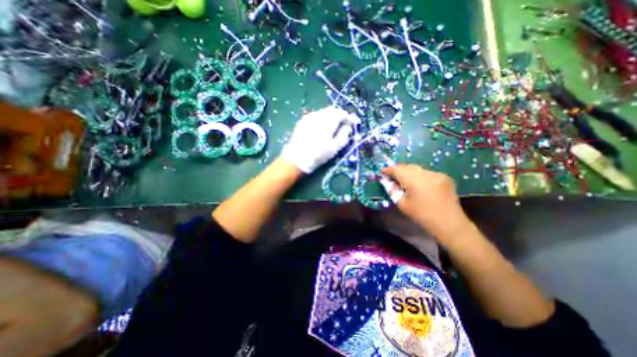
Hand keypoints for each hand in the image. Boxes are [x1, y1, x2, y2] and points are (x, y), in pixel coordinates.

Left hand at [282, 107, 359, 172]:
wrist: (296, 159)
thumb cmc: (318, 155)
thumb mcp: (335, 148)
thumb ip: (344, 135)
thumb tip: (347, 127)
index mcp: (328, 121)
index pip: (342, 113)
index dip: (349, 118)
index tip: (352, 124)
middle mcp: (318, 115)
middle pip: (332, 110)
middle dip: (339, 116)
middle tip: (343, 126)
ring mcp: (309, 117)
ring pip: (323, 112)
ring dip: (330, 117)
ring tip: (332, 128)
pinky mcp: (302, 122)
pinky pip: (315, 116)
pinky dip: (321, 119)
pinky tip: (320, 129)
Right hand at [380, 165, 473, 244]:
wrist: (449, 223)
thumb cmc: (422, 215)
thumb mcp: (402, 204)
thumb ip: (392, 190)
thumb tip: (386, 181)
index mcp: (414, 180)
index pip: (397, 169)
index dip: (388, 169)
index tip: (381, 171)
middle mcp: (425, 173)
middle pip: (408, 166)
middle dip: (398, 169)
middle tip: (391, 175)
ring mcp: (436, 174)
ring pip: (417, 168)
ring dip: (409, 172)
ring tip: (403, 179)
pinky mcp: (444, 177)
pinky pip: (427, 172)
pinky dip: (419, 175)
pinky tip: (419, 183)